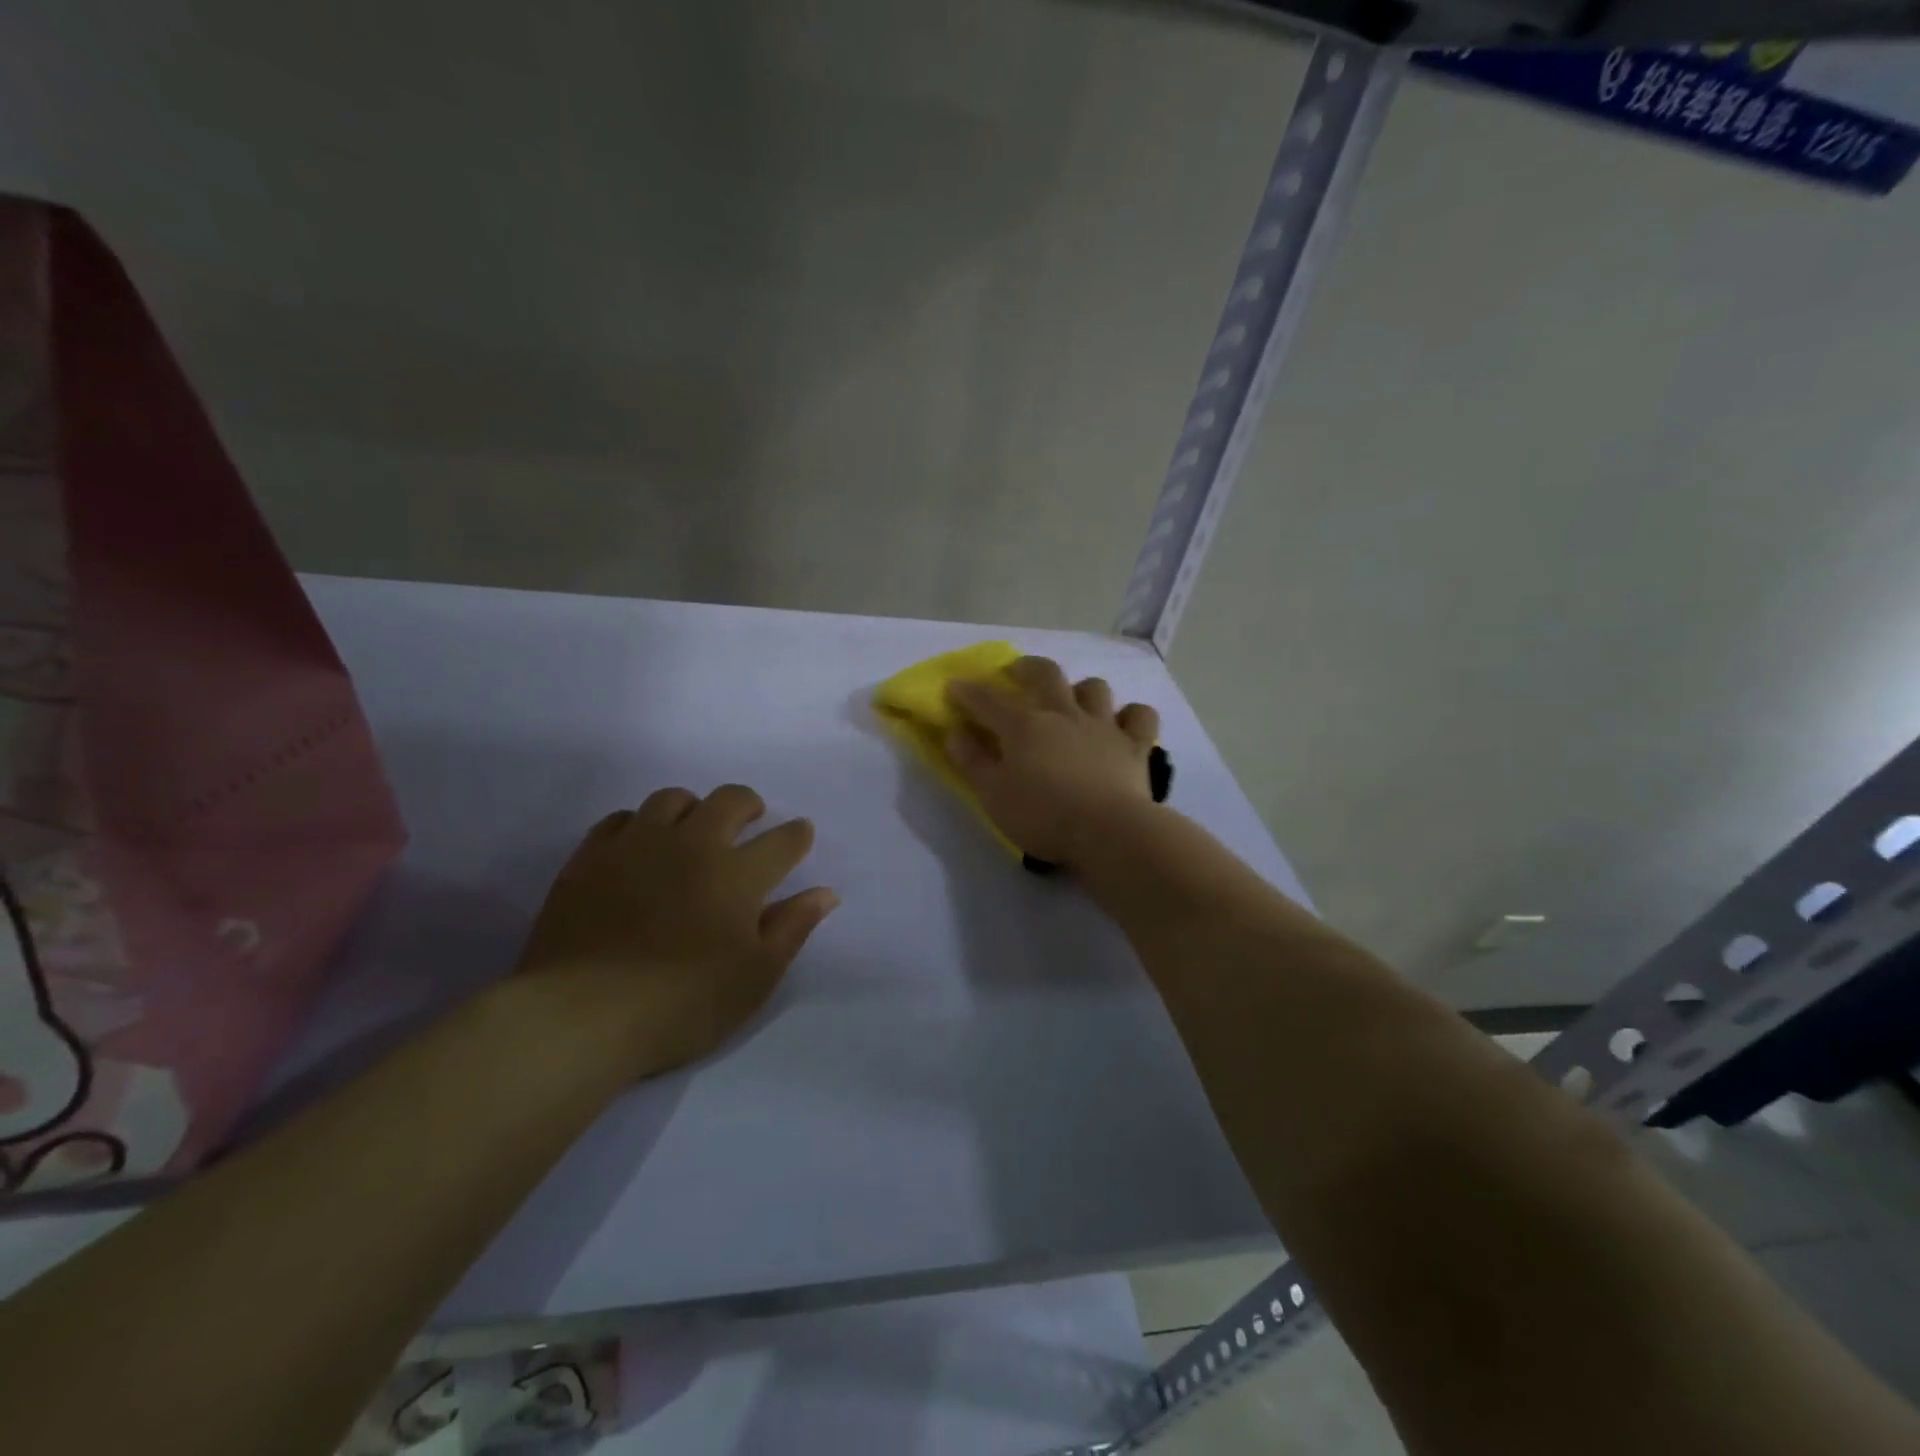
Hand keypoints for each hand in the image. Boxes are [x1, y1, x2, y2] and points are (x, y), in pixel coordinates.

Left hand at [515, 784, 837, 1078]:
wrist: (582, 1015)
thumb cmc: (683, 1003)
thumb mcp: (754, 977)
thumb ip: (792, 928)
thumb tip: (825, 893)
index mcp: (738, 875)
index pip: (782, 841)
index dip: (797, 834)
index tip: (801, 833)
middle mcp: (692, 845)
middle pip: (728, 800)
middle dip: (748, 804)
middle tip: (749, 820)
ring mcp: (637, 846)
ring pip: (672, 800)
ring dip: (693, 808)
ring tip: (692, 829)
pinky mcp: (591, 858)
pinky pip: (620, 819)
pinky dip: (639, 824)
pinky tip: (639, 846)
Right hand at [944, 656, 1160, 868]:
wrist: (1109, 832)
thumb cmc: (1043, 816)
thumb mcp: (993, 795)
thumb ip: (972, 761)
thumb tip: (954, 732)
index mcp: (1024, 726)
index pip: (987, 700)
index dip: (967, 691)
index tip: (953, 686)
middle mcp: (1064, 714)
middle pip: (1046, 674)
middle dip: (1027, 668)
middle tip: (1017, 673)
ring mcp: (1103, 726)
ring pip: (1094, 688)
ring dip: (1081, 690)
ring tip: (1073, 701)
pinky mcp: (1135, 745)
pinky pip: (1140, 715)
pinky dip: (1131, 715)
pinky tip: (1123, 724)